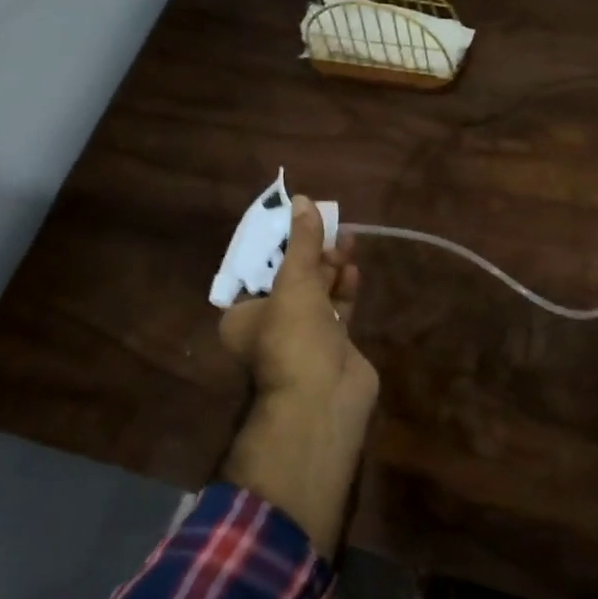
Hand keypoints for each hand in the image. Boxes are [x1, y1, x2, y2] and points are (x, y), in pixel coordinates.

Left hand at [219, 195, 375, 411]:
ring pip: (317, 292)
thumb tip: (303, 200)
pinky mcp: (332, 344)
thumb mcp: (295, 281)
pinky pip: (337, 308)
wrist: (325, 398)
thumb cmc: (294, 336)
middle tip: (332, 226)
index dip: (278, 244)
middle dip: (312, 252)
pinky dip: (344, 289)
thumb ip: (302, 242)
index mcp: (243, 314)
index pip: (258, 269)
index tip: (298, 220)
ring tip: (349, 240)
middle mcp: (269, 325)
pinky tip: (354, 270)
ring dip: (331, 267)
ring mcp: (303, 336)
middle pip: (291, 278)